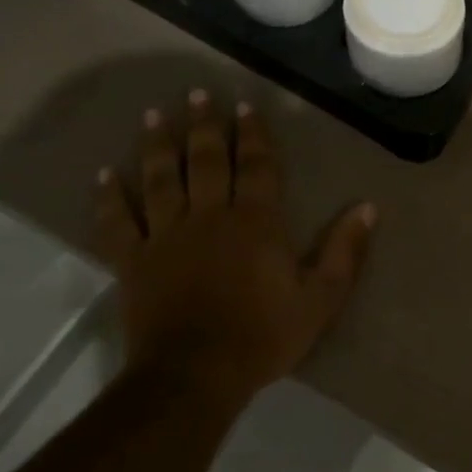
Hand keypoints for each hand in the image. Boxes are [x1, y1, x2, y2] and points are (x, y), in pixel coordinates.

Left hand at [91, 91, 374, 395]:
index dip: (252, 135)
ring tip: (152, 115)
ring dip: (156, 146)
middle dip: (202, 125)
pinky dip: (109, 198)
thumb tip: (368, 207)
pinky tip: (103, 175)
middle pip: (204, 161)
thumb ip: (345, 250)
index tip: (245, 106)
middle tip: (196, 94)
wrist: (194, 377)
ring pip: (160, 180)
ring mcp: (166, 237)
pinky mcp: (133, 262)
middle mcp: (209, 217)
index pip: (255, 166)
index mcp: (255, 222)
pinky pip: (117, 223)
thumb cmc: (263, 335)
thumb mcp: (320, 298)